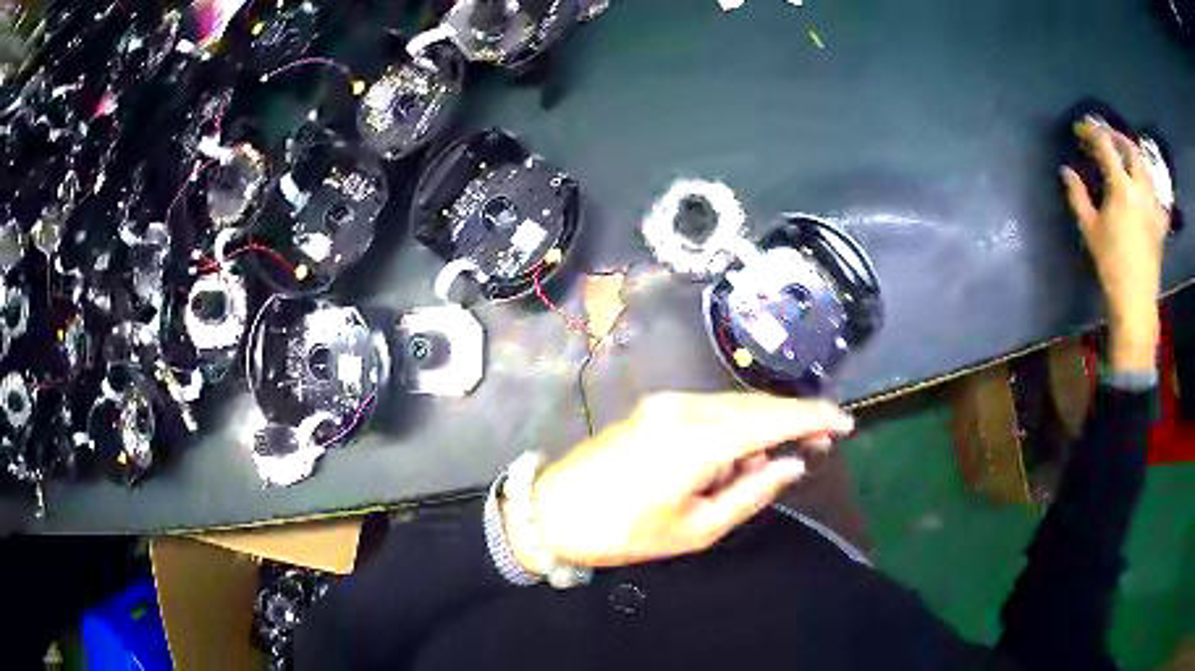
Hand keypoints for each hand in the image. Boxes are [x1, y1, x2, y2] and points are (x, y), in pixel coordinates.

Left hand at [505, 392, 853, 571]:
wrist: (552, 511)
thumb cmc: (624, 532)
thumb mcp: (696, 529)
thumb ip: (752, 493)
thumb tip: (793, 465)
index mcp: (697, 440)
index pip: (772, 419)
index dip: (813, 418)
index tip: (846, 423)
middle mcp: (685, 408)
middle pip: (757, 405)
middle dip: (794, 421)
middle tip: (823, 443)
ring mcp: (667, 402)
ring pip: (736, 406)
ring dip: (763, 428)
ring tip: (773, 465)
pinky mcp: (656, 407)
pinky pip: (711, 410)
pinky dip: (735, 429)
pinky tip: (736, 458)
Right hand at [1062, 118, 1167, 371]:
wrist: (1136, 302)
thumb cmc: (1110, 266)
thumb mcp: (1089, 230)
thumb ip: (1077, 196)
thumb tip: (1067, 171)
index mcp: (1121, 188)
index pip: (1105, 145)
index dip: (1091, 132)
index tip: (1080, 130)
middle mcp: (1140, 189)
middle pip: (1130, 148)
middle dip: (1115, 136)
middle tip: (1103, 136)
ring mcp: (1153, 205)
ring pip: (1145, 166)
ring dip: (1132, 154)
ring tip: (1123, 155)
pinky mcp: (1159, 222)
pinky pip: (1156, 192)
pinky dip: (1149, 182)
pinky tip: (1144, 186)